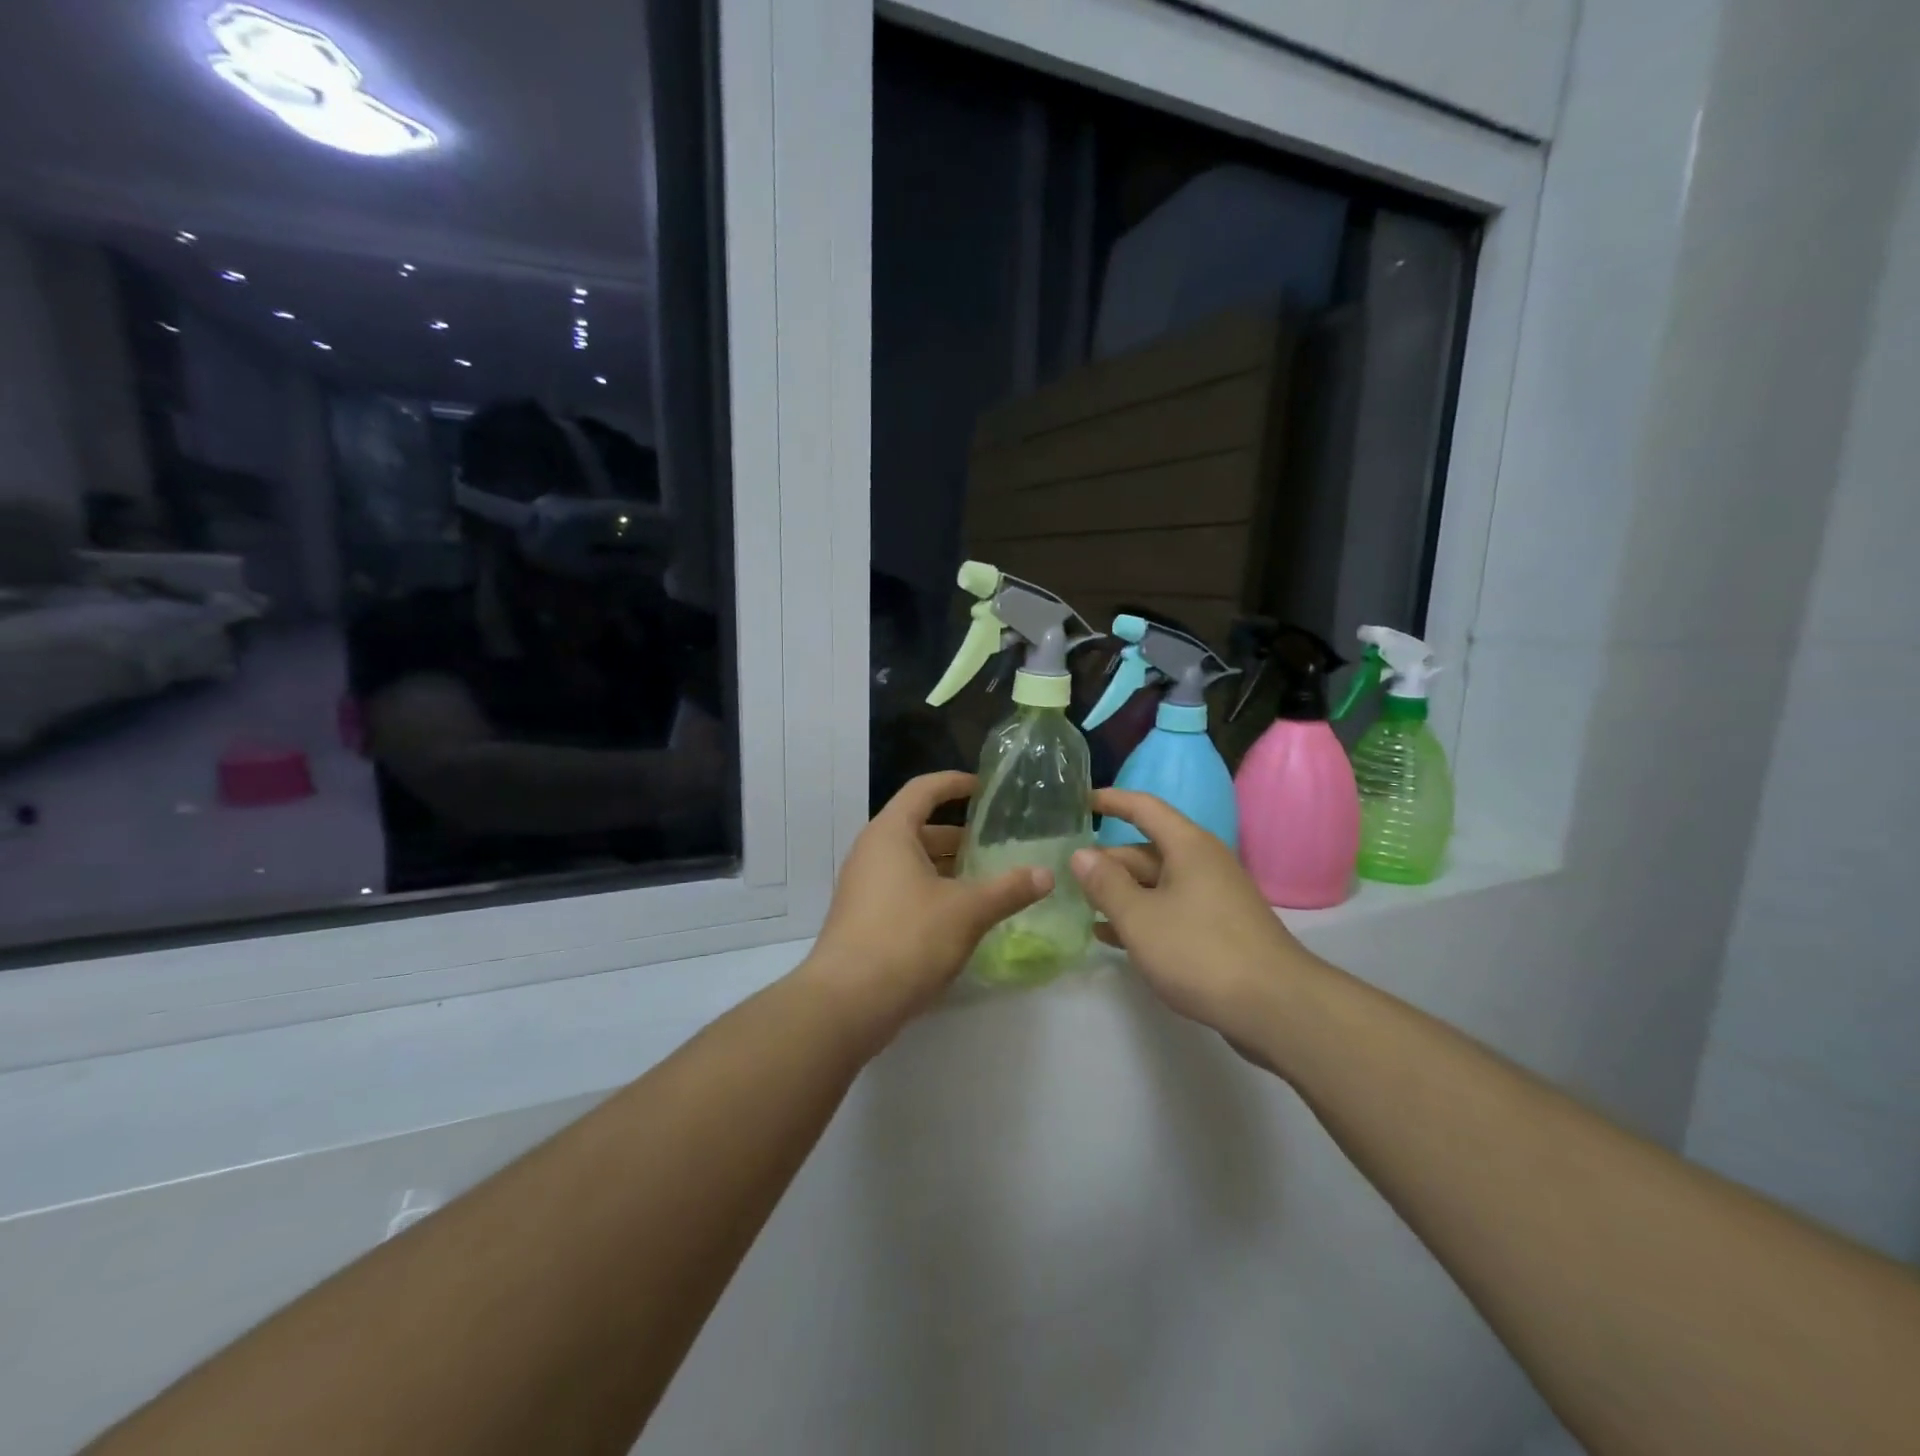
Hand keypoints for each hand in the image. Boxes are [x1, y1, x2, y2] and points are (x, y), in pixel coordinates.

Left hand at [803, 772, 1050, 1045]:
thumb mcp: (966, 911)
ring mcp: (864, 887)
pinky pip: (903, 889)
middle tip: (998, 844)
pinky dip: (933, 891)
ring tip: (988, 879)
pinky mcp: (864, 918)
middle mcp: (872, 852)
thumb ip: (1008, 890)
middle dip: (959, 835)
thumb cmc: (907, 938)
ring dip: (948, 867)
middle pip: (919, 828)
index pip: (923, 790)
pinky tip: (962, 915)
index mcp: (890, 833)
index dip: (955, 784)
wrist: (847, 1003)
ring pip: (912, 863)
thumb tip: (1046, 874)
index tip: (985, 788)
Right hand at [1071, 789, 1321, 1053]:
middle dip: (1107, 861)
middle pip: (1146, 851)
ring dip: (1120, 893)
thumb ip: (1106, 884)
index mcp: (1188, 847)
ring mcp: (1212, 898)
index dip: (1111, 801)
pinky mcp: (1217, 930)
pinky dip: (1141, 917)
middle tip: (1066, 875)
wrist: (1277, 1008)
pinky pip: (1169, 911)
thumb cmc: (1201, 952)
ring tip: (1080, 906)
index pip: (1144, 808)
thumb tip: (1080, 853)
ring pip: (1156, 884)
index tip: (1080, 801)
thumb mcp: (1141, 918)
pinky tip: (1109, 936)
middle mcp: (1202, 863)